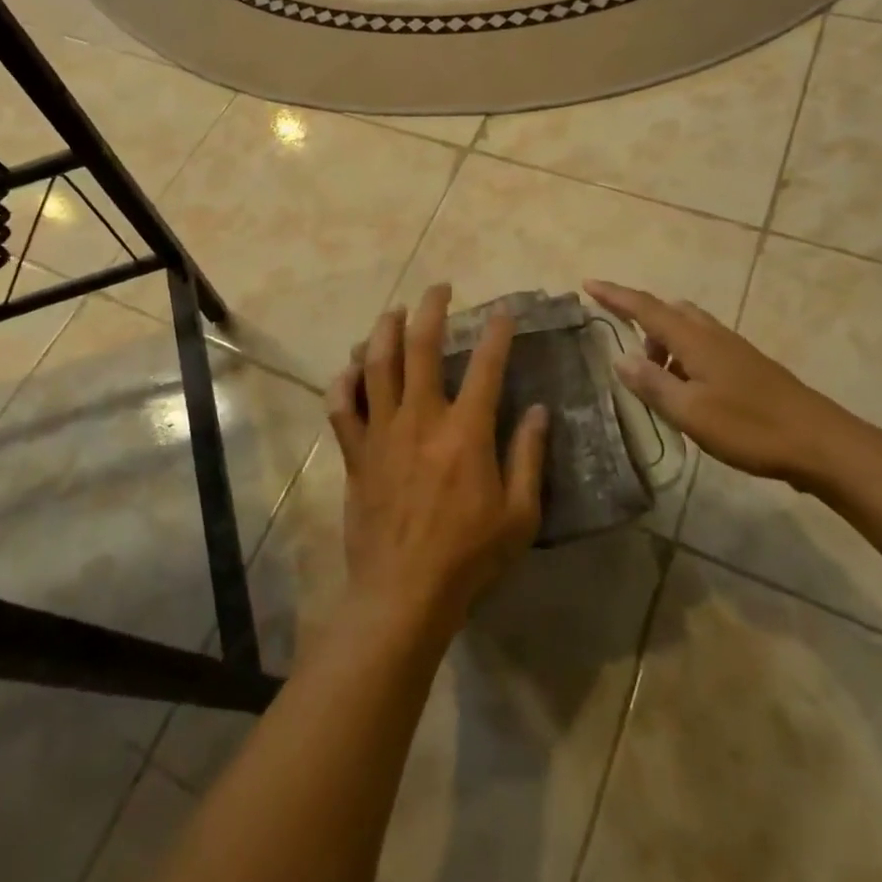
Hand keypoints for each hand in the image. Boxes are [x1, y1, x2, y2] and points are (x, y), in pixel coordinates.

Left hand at [326, 285, 548, 638]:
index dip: (497, 333)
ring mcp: (382, 431)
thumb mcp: (519, 515)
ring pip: (377, 364)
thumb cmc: (469, 557)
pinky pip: (342, 406)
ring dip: (385, 330)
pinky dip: (343, 381)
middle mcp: (421, 418)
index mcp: (466, 431)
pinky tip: (349, 367)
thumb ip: (529, 457)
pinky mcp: (355, 451)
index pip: (486, 366)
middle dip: (432, 309)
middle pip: (422, 346)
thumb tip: (539, 410)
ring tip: (394, 311)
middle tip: (439, 289)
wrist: (404, 592)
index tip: (502, 312)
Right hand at [584, 280, 852, 487]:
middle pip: (668, 312)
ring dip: (664, 343)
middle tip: (626, 349)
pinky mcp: (748, 367)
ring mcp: (734, 349)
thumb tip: (620, 358)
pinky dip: (684, 356)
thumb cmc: (750, 427)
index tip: (588, 284)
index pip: (645, 307)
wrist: (822, 443)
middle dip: (641, 320)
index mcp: (694, 339)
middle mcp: (712, 335)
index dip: (615, 295)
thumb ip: (652, 384)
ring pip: (688, 329)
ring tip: (655, 379)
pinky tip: (687, 390)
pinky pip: (703, 347)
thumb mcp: (690, 412)